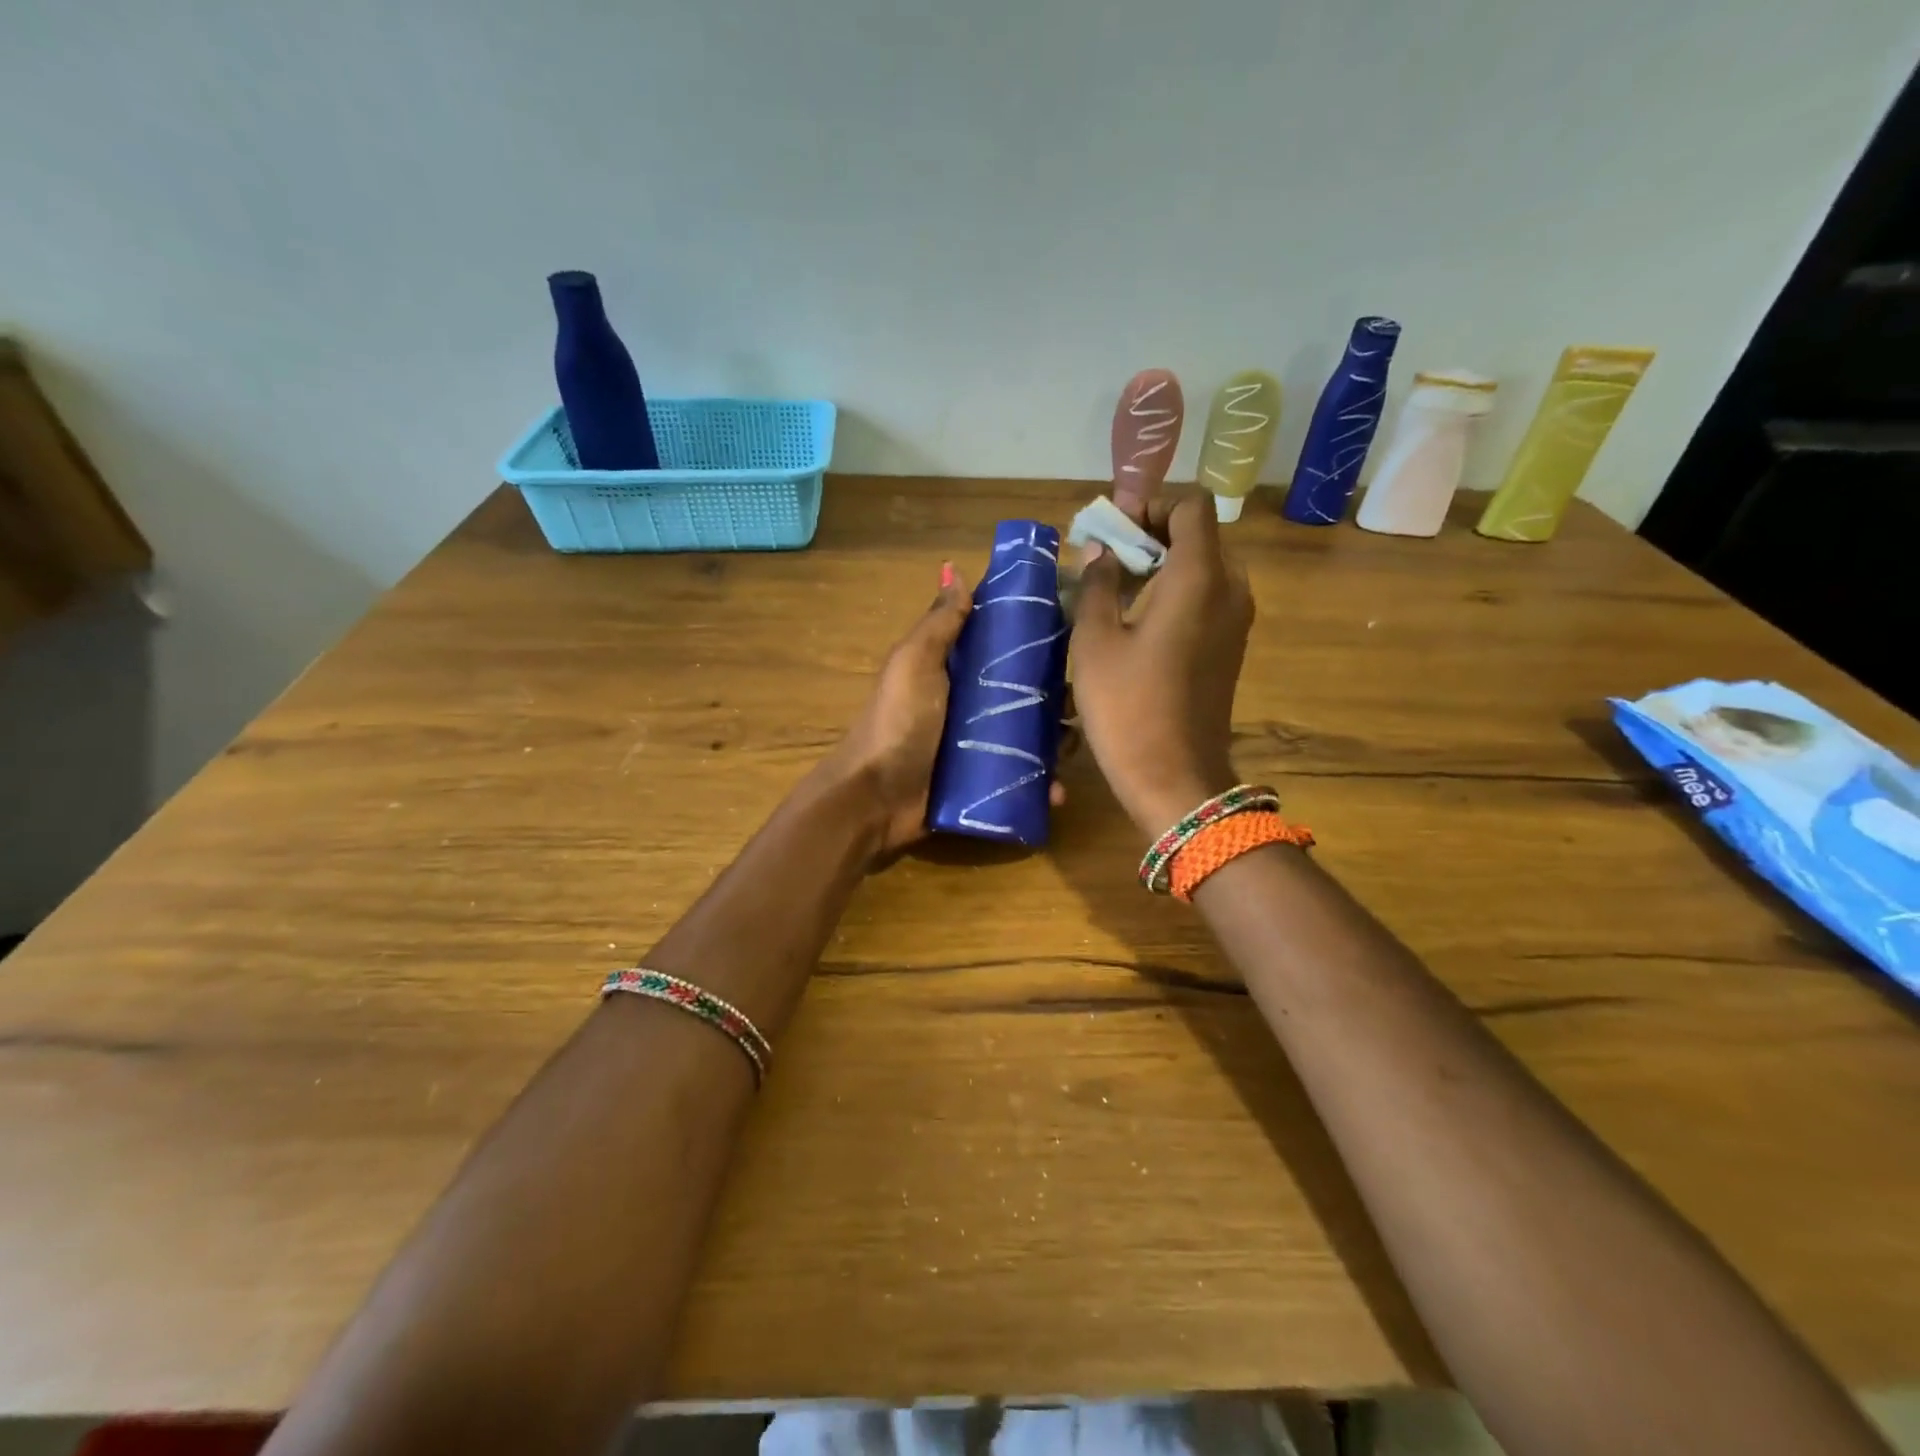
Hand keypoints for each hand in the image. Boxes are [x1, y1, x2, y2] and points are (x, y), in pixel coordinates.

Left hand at [821, 566, 1070, 861]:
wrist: (875, 798)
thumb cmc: (897, 723)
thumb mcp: (915, 664)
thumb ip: (939, 623)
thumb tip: (955, 570)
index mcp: (955, 670)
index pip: (1002, 645)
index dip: (1035, 636)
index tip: (1074, 629)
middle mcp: (972, 704)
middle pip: (1025, 692)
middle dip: (1056, 694)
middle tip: (1079, 698)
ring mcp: (980, 746)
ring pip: (1032, 736)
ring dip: (1057, 739)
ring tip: (1074, 742)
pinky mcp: (986, 783)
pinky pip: (1023, 778)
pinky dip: (1044, 784)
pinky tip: (1059, 790)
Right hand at [1069, 493, 1252, 840]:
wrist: (1175, 779)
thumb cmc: (1128, 707)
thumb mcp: (1096, 642)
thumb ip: (1098, 585)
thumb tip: (1100, 552)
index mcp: (1200, 577)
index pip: (1191, 506)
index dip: (1151, 503)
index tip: (1112, 526)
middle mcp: (1230, 589)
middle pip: (1199, 534)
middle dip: (1152, 532)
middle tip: (1106, 554)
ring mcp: (1237, 621)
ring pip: (1204, 567)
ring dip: (1163, 563)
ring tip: (1117, 584)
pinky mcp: (1232, 647)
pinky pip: (1208, 598)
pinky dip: (1176, 591)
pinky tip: (1138, 618)